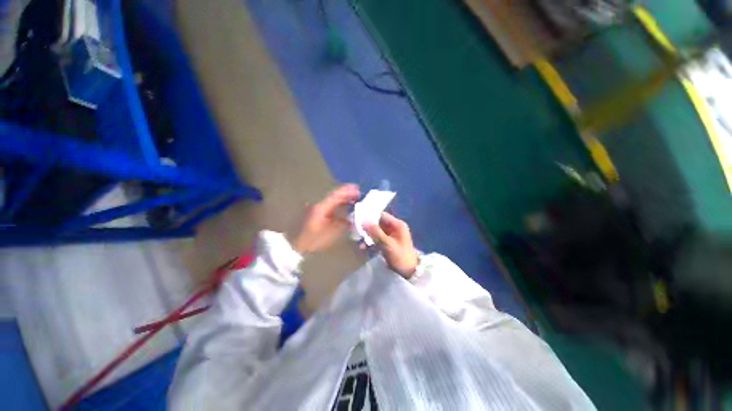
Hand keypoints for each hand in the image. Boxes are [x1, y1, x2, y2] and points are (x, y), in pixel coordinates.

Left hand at [290, 184, 359, 254]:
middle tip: (359, 195)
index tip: (357, 188)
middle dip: (347, 194)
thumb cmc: (312, 240)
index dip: (346, 191)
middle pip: (334, 196)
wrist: (295, 244)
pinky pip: (330, 206)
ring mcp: (317, 209)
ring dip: (343, 200)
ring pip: (332, 201)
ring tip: (354, 200)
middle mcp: (319, 205)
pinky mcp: (317, 213)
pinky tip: (345, 209)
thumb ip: (342, 224)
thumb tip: (352, 220)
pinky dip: (338, 206)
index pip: (336, 196)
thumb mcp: (329, 234)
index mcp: (321, 208)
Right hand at [364, 212, 418, 278]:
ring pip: (375, 232)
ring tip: (359, 242)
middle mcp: (394, 228)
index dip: (371, 217)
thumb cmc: (400, 256)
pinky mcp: (386, 243)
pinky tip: (363, 248)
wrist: (408, 272)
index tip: (359, 220)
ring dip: (367, 236)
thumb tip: (363, 221)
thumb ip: (376, 232)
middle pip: (378, 223)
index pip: (382, 215)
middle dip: (367, 228)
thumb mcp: (388, 244)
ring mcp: (390, 236)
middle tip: (356, 231)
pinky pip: (376, 239)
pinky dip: (370, 242)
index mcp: (397, 225)